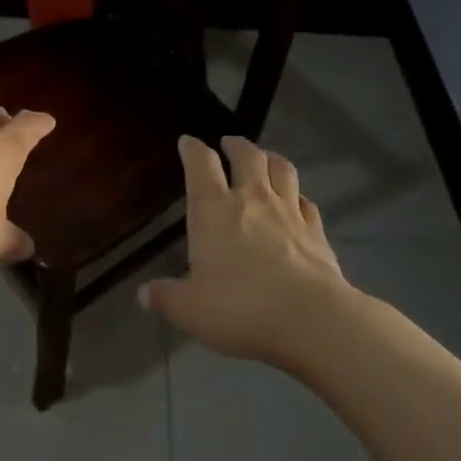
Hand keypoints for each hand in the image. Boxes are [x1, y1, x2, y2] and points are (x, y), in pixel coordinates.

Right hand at [139, 134, 353, 365]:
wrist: (311, 319)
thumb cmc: (240, 307)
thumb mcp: (190, 309)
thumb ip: (166, 297)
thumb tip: (144, 295)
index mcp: (213, 209)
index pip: (200, 164)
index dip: (192, 149)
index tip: (187, 142)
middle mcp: (252, 199)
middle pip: (247, 156)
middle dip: (236, 145)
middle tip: (229, 143)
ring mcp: (289, 212)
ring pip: (282, 169)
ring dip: (271, 158)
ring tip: (265, 158)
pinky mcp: (316, 231)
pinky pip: (307, 202)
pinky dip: (299, 196)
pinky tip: (298, 202)